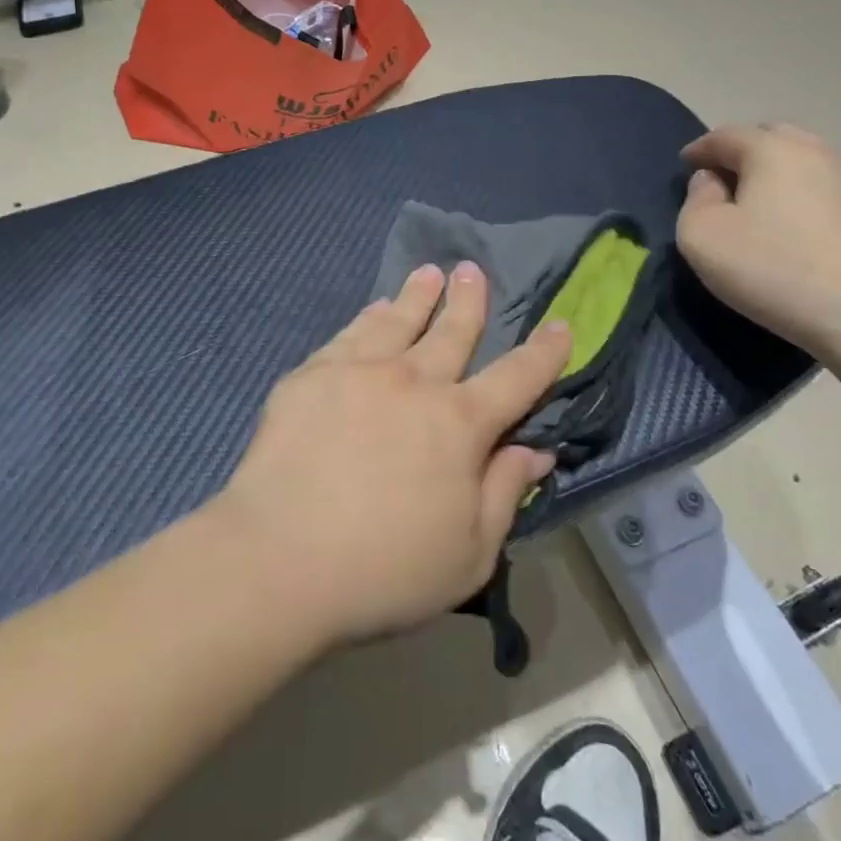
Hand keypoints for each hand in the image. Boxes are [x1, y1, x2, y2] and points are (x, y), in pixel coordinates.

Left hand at [212, 262, 571, 645]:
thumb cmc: (384, 570)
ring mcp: (358, 372)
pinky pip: (350, 334)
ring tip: (428, 273)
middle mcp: (413, 382)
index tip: (561, 326)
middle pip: (452, 332)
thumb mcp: (469, 554)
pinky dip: (369, 316)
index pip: (517, 378)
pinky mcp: (311, 376)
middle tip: (473, 269)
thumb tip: (536, 451)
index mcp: (459, 424)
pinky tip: (373, 308)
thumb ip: (505, 494)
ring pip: (398, 321)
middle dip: (468, 300)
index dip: (544, 352)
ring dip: (418, 295)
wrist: (278, 559)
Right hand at [677, 123, 840, 358]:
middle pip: (773, 137)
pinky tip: (797, 229)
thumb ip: (695, 201)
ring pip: (805, 163)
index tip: (685, 164)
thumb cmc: (773, 268)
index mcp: (772, 150)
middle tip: (723, 178)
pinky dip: (804, 198)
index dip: (700, 148)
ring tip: (760, 203)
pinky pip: (827, 192)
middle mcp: (817, 153)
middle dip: (743, 151)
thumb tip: (711, 182)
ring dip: (777, 174)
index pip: (726, 135)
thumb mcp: (702, 237)